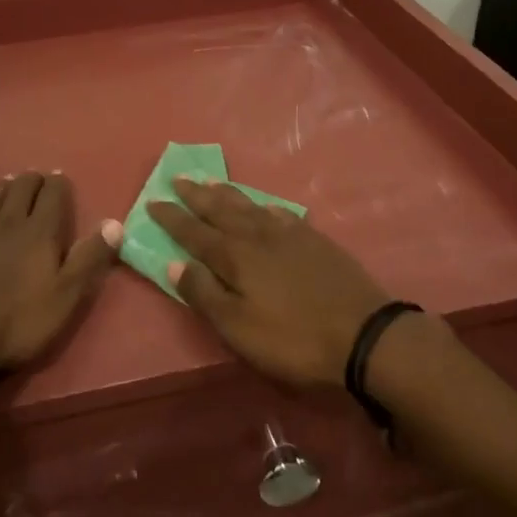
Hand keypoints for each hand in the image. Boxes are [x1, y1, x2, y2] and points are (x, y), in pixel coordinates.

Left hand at [0, 172, 119, 377]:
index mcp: (39, 231)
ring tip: (8, 186)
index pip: (53, 194)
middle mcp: (7, 222)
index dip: (58, 184)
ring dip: (2, 189)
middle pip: (20, 188)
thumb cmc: (18, 321)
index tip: (60, 179)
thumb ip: (90, 259)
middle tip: (36, 180)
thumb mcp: (66, 296)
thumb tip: (115, 223)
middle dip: (31, 180)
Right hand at [148, 178, 392, 388]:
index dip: (172, 217)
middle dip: (196, 195)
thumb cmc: (292, 339)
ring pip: (248, 205)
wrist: (363, 334)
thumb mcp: (238, 328)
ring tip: (210, 180)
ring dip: (226, 193)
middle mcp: (256, 236)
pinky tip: (262, 205)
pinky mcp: (314, 240)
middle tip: (178, 177)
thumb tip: (174, 262)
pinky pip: (279, 213)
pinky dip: (263, 206)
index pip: (194, 232)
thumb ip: (204, 294)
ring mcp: (288, 234)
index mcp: (234, 257)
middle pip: (219, 209)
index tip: (153, 200)